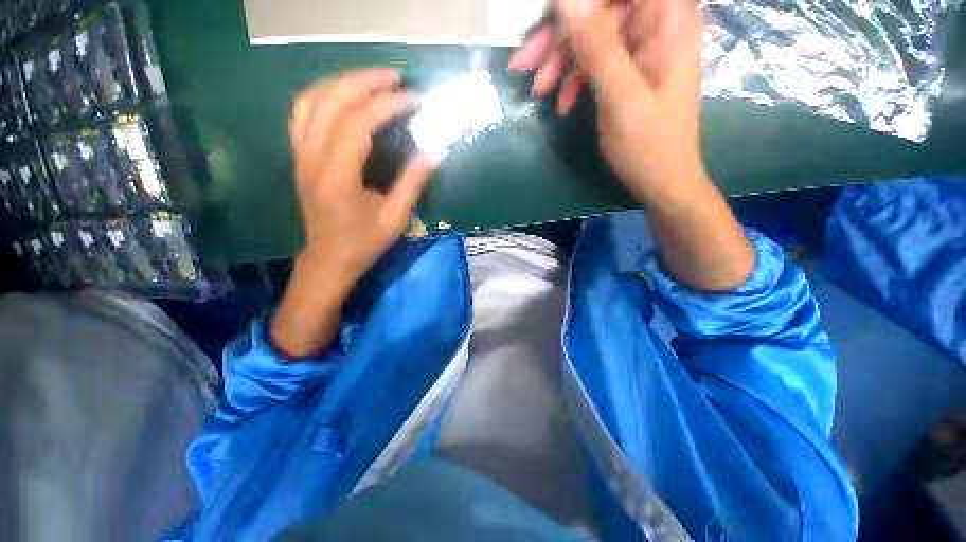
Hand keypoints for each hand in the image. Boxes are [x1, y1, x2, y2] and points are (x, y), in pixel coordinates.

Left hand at [290, 69, 435, 282]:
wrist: (328, 259)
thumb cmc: (364, 243)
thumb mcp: (395, 219)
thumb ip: (412, 184)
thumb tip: (432, 153)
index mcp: (337, 176)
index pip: (358, 122)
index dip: (386, 104)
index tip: (413, 100)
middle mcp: (311, 158)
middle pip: (331, 100)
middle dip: (365, 81)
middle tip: (396, 77)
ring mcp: (300, 154)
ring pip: (311, 99)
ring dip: (343, 81)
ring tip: (372, 80)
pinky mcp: (299, 156)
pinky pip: (303, 112)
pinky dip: (324, 94)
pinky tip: (344, 95)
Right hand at [510, 0, 704, 201]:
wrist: (661, 181)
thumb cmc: (647, 145)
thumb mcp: (620, 97)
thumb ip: (596, 46)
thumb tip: (565, 1)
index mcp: (666, 19)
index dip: (579, 4)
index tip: (548, 22)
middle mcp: (657, 24)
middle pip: (600, 11)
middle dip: (559, 36)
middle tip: (523, 64)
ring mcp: (643, 48)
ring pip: (593, 36)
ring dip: (561, 61)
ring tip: (539, 90)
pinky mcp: (631, 69)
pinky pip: (597, 61)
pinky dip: (574, 79)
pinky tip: (562, 103)